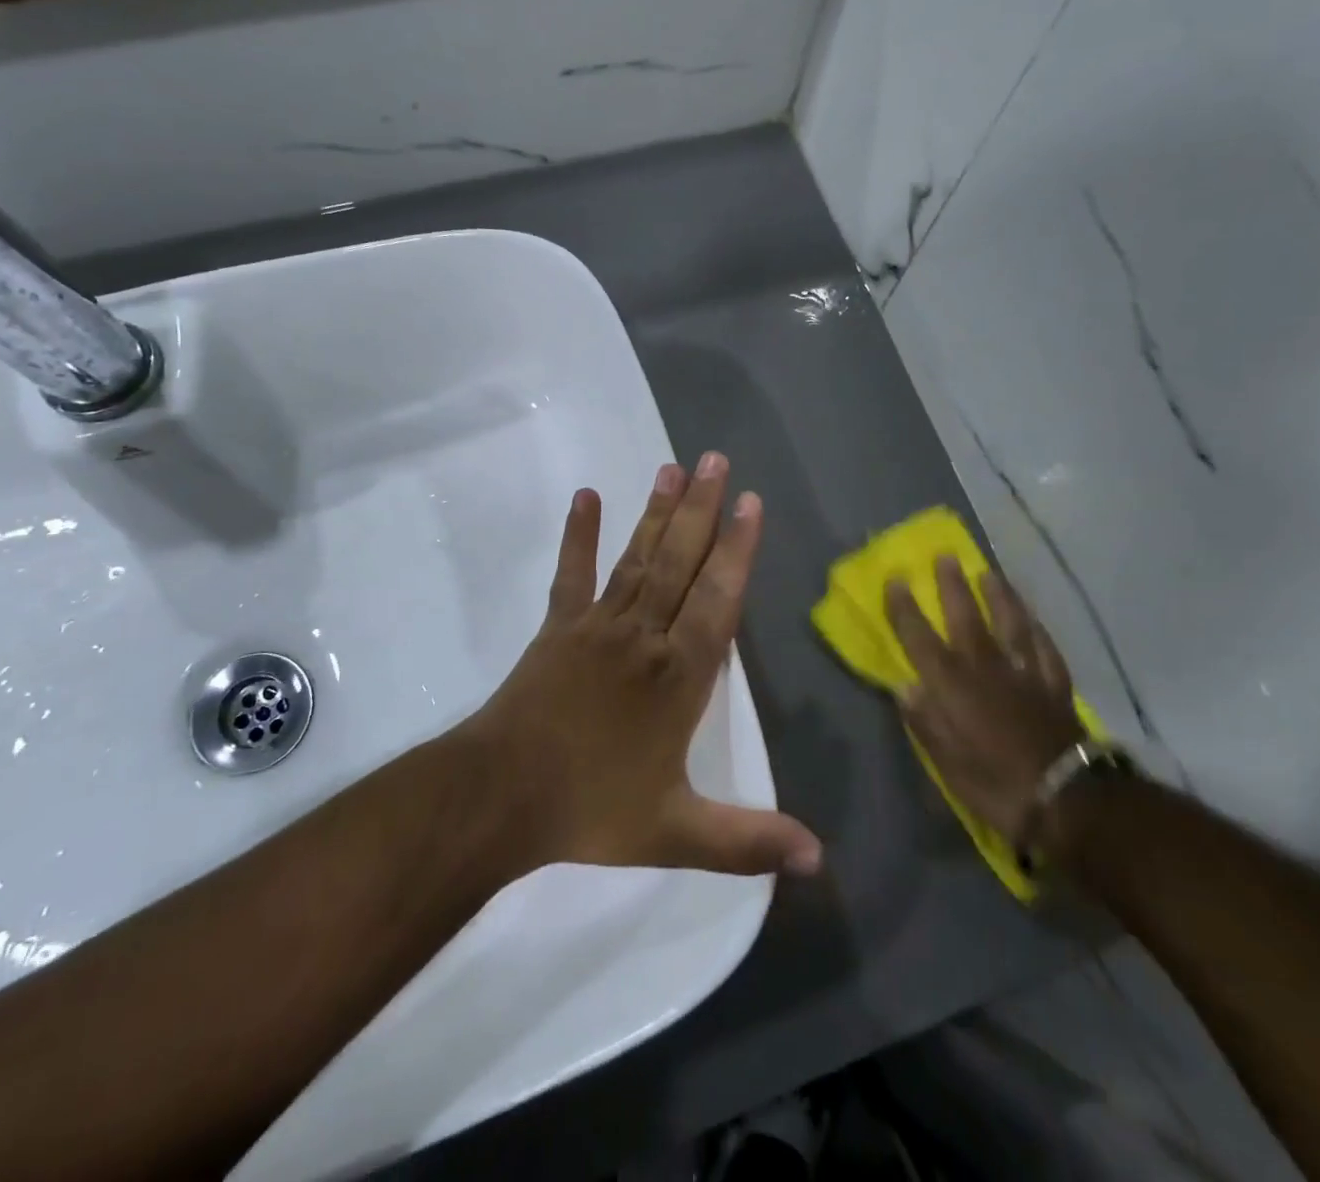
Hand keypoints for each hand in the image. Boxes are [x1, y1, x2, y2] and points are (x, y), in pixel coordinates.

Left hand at [470, 453, 822, 878]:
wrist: (501, 796)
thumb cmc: (592, 810)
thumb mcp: (676, 833)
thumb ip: (748, 841)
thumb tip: (818, 859)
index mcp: (679, 675)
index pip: (718, 600)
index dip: (738, 550)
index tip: (752, 504)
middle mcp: (644, 635)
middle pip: (680, 562)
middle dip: (702, 510)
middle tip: (716, 460)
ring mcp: (598, 625)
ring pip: (637, 559)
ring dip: (656, 512)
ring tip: (672, 468)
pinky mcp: (558, 626)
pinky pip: (572, 573)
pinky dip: (579, 535)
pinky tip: (586, 496)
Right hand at [884, 558, 1084, 845]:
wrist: (1069, 800)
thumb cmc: (997, 784)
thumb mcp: (947, 763)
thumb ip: (925, 722)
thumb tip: (905, 688)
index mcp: (952, 685)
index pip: (920, 637)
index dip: (905, 608)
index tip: (896, 579)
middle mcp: (985, 667)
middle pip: (965, 616)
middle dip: (952, 585)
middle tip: (945, 556)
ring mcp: (1024, 672)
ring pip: (1010, 622)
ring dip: (998, 595)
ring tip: (990, 573)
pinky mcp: (1055, 684)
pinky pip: (1044, 647)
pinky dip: (1036, 629)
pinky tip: (1033, 618)